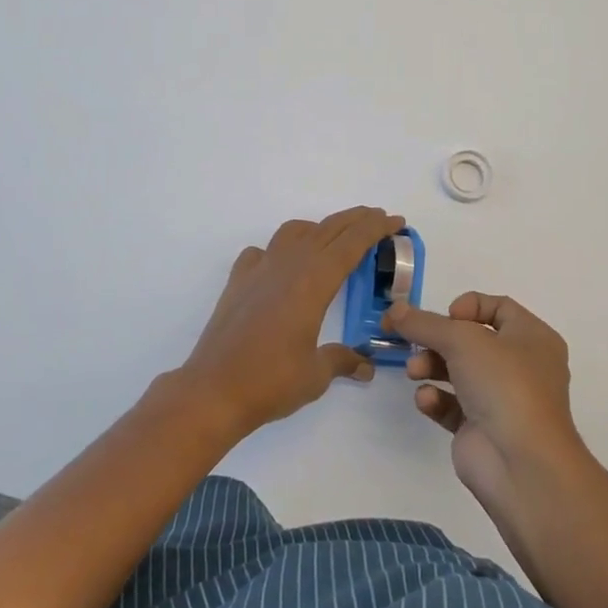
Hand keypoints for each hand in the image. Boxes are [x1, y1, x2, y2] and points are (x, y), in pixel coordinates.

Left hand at [178, 207, 403, 438]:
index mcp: (314, 281)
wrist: (213, 390)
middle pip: (327, 229)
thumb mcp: (316, 374)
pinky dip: (279, 250)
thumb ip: (342, 361)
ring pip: (293, 231)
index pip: (351, 243)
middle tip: (378, 218)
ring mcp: (259, 269)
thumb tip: (365, 366)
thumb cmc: (271, 381)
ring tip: (333, 239)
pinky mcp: (238, 281)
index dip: (375, 228)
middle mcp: (288, 265)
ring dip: (319, 228)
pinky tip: (281, 266)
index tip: (395, 221)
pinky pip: (262, 252)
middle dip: (356, 220)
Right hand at [385, 293, 586, 513]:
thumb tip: (394, 309)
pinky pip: (452, 405)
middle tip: (413, 342)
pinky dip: (436, 399)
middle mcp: (520, 366)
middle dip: (438, 340)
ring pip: (458, 371)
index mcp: (532, 337)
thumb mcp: (462, 340)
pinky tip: (427, 401)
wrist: (522, 465)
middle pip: (471, 340)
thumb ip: (424, 323)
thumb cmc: (504, 385)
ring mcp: (501, 399)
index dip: (469, 306)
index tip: (446, 317)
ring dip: (431, 366)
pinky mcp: (481, 429)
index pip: (498, 307)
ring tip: (415, 372)